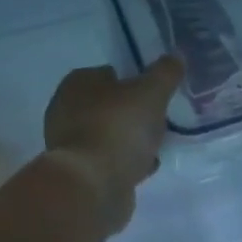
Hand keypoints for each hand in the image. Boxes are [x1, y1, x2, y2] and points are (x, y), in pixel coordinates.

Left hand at [42, 56, 183, 232]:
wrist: (93, 185)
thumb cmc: (118, 127)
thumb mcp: (151, 93)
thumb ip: (165, 73)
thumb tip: (176, 56)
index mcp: (76, 84)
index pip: (105, 73)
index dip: (130, 79)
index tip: (152, 90)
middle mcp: (65, 111)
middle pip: (106, 105)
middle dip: (130, 111)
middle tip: (157, 117)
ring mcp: (70, 145)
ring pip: (107, 134)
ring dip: (129, 138)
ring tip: (156, 142)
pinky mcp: (80, 173)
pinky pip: (108, 160)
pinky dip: (125, 161)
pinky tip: (146, 166)